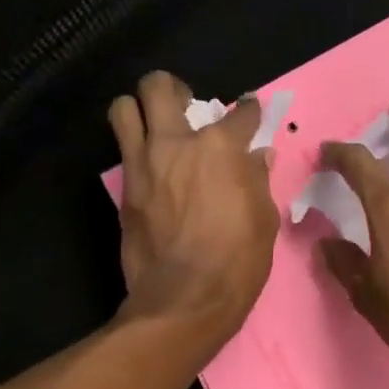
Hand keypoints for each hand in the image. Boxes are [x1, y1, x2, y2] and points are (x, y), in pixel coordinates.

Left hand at [109, 72, 279, 347]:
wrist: (184, 300)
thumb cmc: (237, 261)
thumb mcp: (264, 220)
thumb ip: (257, 180)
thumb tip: (257, 157)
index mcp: (220, 148)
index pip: (239, 113)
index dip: (248, 111)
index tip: (249, 115)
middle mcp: (176, 144)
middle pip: (159, 87)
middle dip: (173, 88)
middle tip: (186, 106)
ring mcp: (143, 165)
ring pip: (123, 110)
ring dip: (139, 110)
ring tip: (156, 127)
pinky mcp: (124, 190)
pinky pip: (124, 153)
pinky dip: (137, 151)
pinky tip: (154, 170)